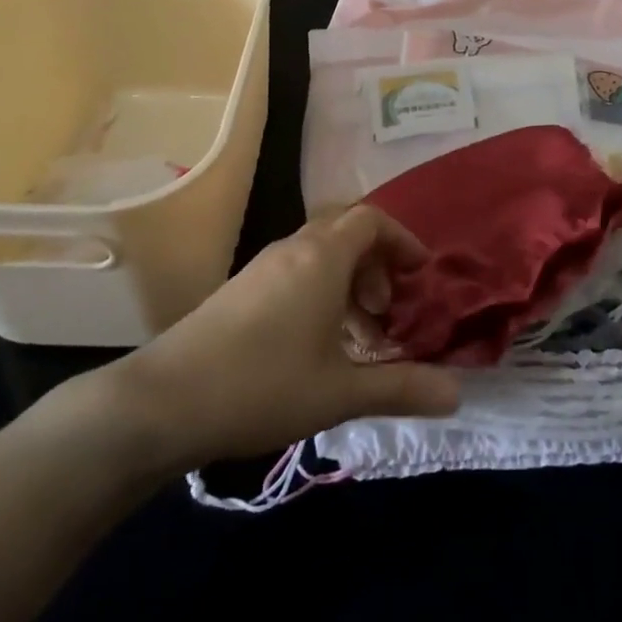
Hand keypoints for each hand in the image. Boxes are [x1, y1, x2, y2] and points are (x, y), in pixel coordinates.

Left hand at [77, 206, 460, 473]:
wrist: (163, 402)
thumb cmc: (263, 386)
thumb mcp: (341, 392)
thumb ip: (403, 388)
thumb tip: (458, 395)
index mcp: (322, 257)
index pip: (371, 220)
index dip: (402, 240)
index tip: (420, 275)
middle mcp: (293, 250)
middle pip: (345, 231)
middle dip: (376, 263)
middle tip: (389, 308)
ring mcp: (261, 268)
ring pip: (319, 254)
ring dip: (348, 281)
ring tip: (358, 334)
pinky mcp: (240, 289)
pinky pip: (295, 271)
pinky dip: (320, 291)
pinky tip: (316, 344)